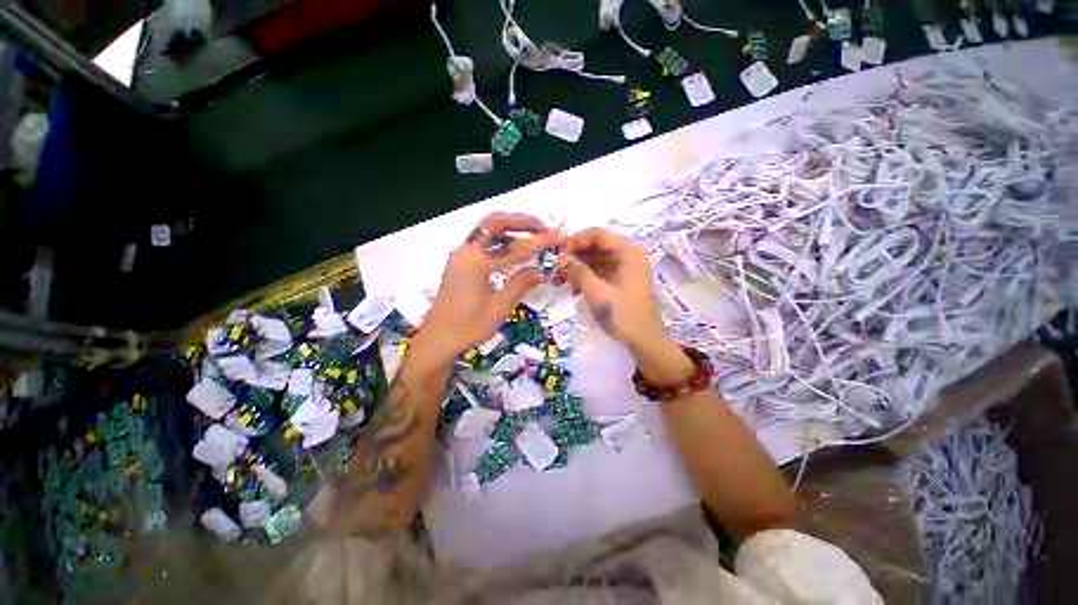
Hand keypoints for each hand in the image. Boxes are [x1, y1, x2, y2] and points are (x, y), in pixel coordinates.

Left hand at [413, 213, 560, 367]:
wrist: (439, 339)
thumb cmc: (469, 326)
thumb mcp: (500, 306)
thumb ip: (521, 283)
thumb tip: (542, 271)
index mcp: (476, 262)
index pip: (514, 247)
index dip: (538, 242)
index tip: (556, 236)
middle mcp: (466, 251)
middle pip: (495, 223)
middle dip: (520, 222)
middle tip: (542, 227)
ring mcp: (461, 255)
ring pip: (487, 230)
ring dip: (510, 229)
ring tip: (532, 234)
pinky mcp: (460, 263)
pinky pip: (482, 242)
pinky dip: (499, 240)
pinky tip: (513, 249)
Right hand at [557, 228, 693, 383]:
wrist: (644, 342)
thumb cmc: (623, 315)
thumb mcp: (597, 292)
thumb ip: (577, 271)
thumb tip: (559, 257)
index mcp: (628, 252)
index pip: (598, 234)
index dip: (576, 240)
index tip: (557, 252)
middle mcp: (629, 255)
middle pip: (597, 246)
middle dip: (575, 256)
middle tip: (555, 267)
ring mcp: (626, 269)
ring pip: (597, 259)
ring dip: (578, 268)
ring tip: (559, 280)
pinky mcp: (622, 281)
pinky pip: (601, 272)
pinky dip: (587, 277)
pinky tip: (574, 290)